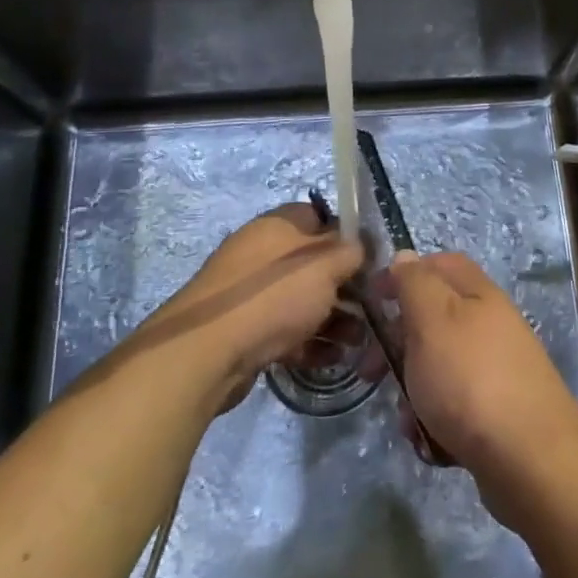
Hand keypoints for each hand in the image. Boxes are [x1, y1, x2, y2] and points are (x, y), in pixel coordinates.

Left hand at [126, 204, 362, 411]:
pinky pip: (285, 330)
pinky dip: (309, 342)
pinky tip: (331, 359)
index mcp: (278, 225)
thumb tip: (359, 247)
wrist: (208, 352)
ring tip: (357, 344)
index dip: (346, 236)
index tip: (368, 262)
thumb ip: (350, 251)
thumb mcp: (325, 264)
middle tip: (369, 310)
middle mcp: (262, 252)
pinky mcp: (243, 329)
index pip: (319, 217)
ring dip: (333, 319)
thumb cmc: (274, 296)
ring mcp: (249, 292)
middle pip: (313, 263)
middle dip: (345, 287)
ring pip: (301, 300)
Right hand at [387, 251, 577, 502]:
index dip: (404, 274)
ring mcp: (495, 370)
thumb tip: (405, 258)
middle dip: (397, 345)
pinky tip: (429, 443)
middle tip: (369, 371)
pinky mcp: (496, 413)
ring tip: (407, 419)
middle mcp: (490, 326)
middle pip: (434, 320)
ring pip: (437, 369)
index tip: (372, 299)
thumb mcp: (432, 319)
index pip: (439, 264)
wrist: (529, 459)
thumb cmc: (470, 379)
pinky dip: (434, 423)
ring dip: (412, 391)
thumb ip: (415, 284)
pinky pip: (452, 408)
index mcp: (478, 294)